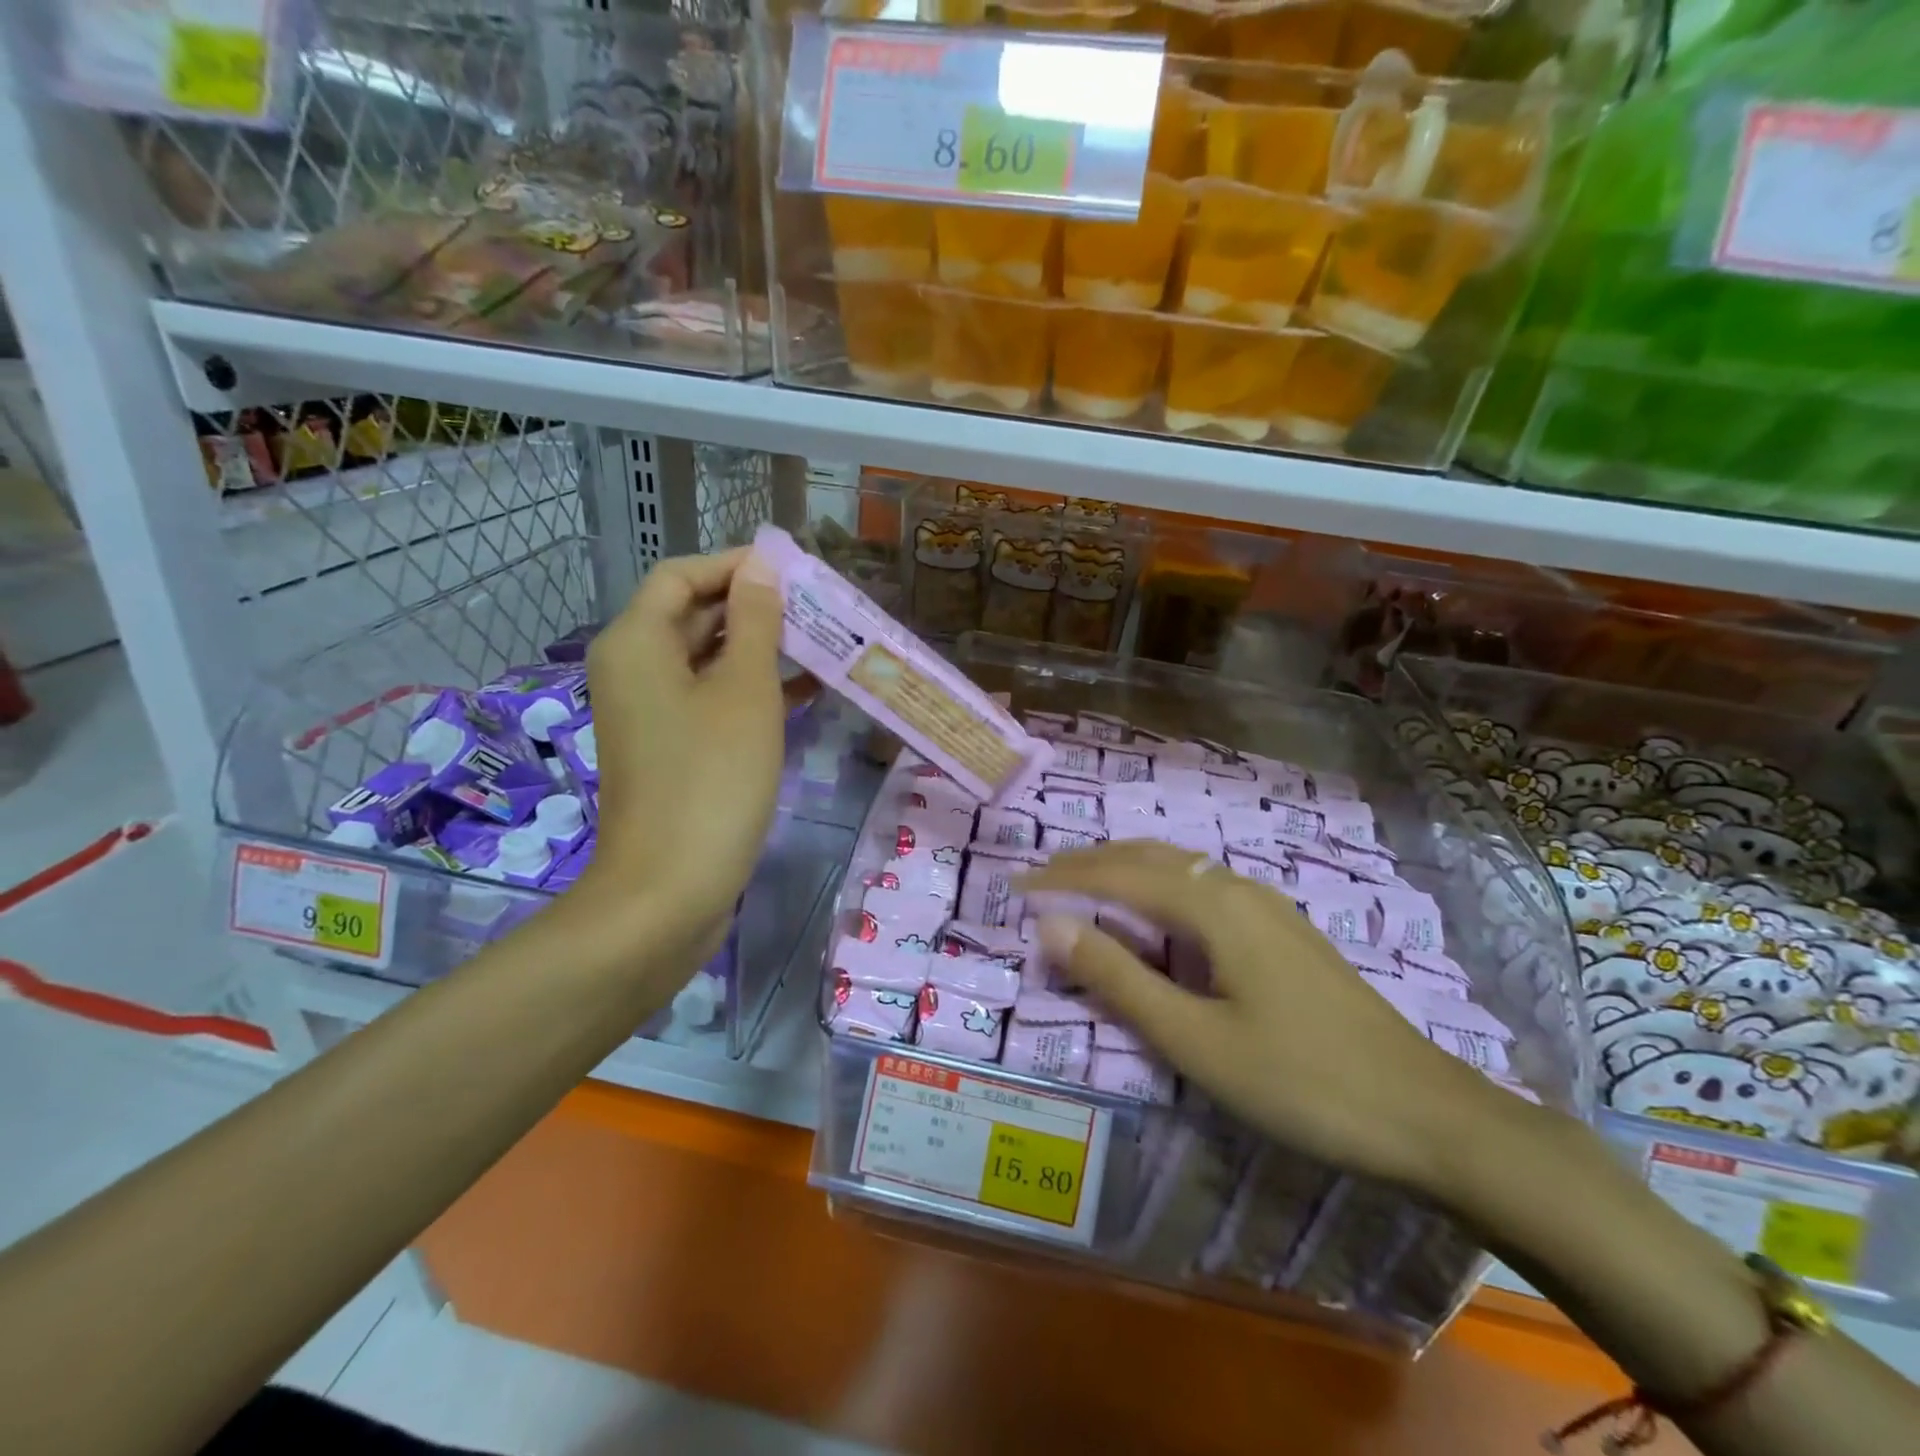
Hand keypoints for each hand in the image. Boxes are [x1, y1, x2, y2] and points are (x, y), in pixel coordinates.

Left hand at [576, 548, 786, 956]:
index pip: (683, 575)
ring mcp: (651, 713)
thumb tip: (762, 568)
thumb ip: (755, 622)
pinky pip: (710, 700)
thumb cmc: (712, 780)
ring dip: (761, 649)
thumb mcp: (746, 691)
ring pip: (707, 660)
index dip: (737, 565)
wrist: (669, 890)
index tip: (796, 569)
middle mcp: (634, 669)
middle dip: (756, 607)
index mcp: (638, 642)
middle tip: (820, 608)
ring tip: (823, 643)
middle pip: (694, 615)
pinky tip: (807, 691)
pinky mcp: (671, 749)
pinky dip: (751, 690)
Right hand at [1022, 841, 1510, 1196]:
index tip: (1016, 886)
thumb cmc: (1299, 1081)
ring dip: (1126, 870)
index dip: (1064, 878)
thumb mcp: (1194, 1039)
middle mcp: (1238, 889)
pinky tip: (1156, 915)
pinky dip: (1160, 889)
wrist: (1426, 1114)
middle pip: (1150, 857)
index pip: (1119, 874)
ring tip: (1085, 888)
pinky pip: (1204, 888)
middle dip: (1091, 863)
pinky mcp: (1284, 931)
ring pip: (1180, 869)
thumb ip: (1119, 978)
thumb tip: (1051, 924)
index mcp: (1213, 906)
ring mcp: (1268, 907)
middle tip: (1042, 881)